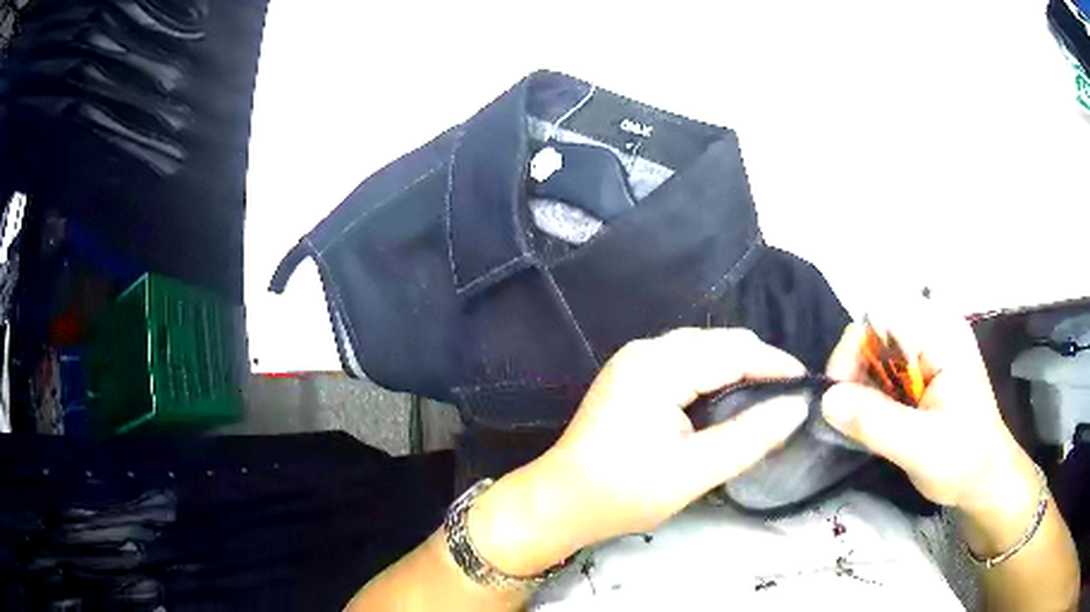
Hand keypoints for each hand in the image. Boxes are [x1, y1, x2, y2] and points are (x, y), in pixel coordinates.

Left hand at [469, 328, 810, 576]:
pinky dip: (714, 373)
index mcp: (658, 368)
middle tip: (789, 396)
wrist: (559, 502)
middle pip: (719, 342)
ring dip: (738, 366)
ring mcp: (635, 360)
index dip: (776, 365)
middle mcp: (646, 351)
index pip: (734, 352)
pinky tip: (729, 396)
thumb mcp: (692, 472)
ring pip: (704, 348)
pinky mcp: (632, 375)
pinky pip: (686, 361)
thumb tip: (796, 409)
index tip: (809, 385)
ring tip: (767, 396)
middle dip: (759, 363)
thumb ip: (748, 438)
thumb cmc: (621, 493)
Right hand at [820, 311, 1036, 516]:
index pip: (882, 317)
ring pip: (878, 353)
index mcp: (941, 335)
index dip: (854, 350)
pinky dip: (873, 395)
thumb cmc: (963, 461)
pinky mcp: (925, 370)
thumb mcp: (921, 448)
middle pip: (877, 333)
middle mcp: (934, 331)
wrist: (985, 478)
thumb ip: (877, 423)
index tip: (839, 397)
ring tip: (862, 424)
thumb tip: (827, 400)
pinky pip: (886, 370)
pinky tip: (875, 420)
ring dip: (862, 387)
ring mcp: (930, 350)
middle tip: (848, 417)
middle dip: (856, 372)